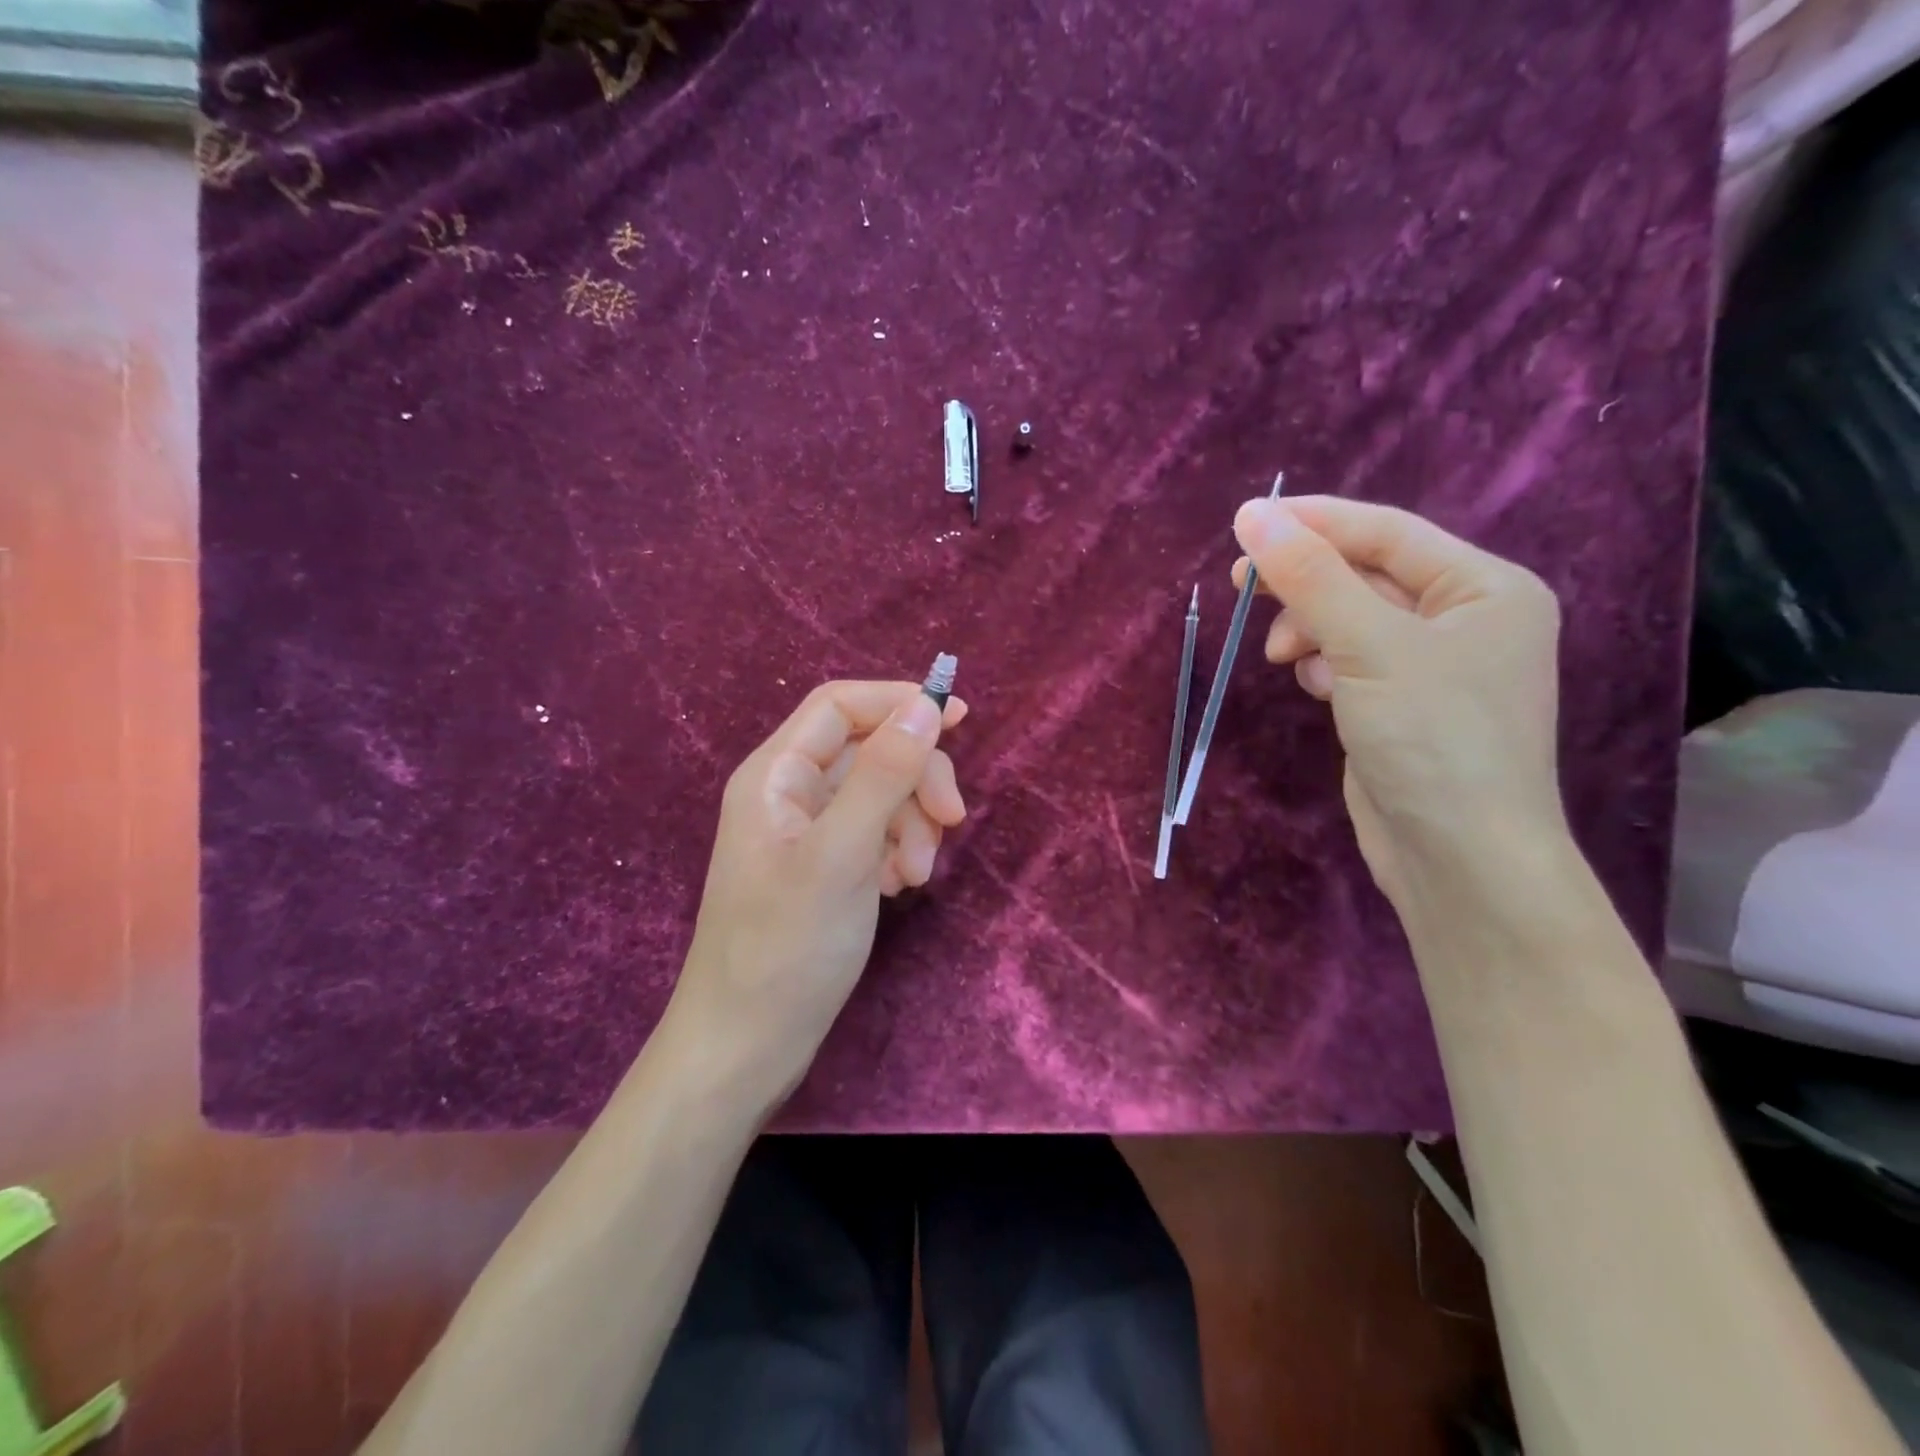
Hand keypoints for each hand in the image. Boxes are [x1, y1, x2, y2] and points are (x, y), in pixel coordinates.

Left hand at [665, 679, 967, 1106]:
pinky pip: (874, 835)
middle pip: (868, 751)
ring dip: (912, 823)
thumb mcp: (842, 854)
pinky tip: (898, 888)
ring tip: (917, 875)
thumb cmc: (785, 947)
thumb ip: (884, 774)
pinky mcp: (825, 870)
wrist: (745, 1048)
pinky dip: (897, 851)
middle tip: (952, 820)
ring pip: (878, 795)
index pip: (840, 706)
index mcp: (775, 775)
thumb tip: (926, 705)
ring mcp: (807, 835)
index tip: (959, 720)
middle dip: (915, 779)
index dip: (898, 702)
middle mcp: (788, 794)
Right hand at [1231, 495, 1563, 904]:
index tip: (1245, 522)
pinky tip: (1314, 686)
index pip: (1388, 532)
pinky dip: (1324, 663)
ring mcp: (1434, 667)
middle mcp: (1466, 619)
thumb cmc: (1433, 738)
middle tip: (1241, 583)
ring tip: (1281, 655)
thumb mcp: (1370, 646)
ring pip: (1352, 620)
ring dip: (1310, 627)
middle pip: (1367, 576)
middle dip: (1305, 581)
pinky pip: (1352, 660)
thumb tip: (1253, 516)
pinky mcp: (1402, 706)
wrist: (1459, 859)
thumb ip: (1310, 577)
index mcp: (1485, 588)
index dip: (1315, 522)